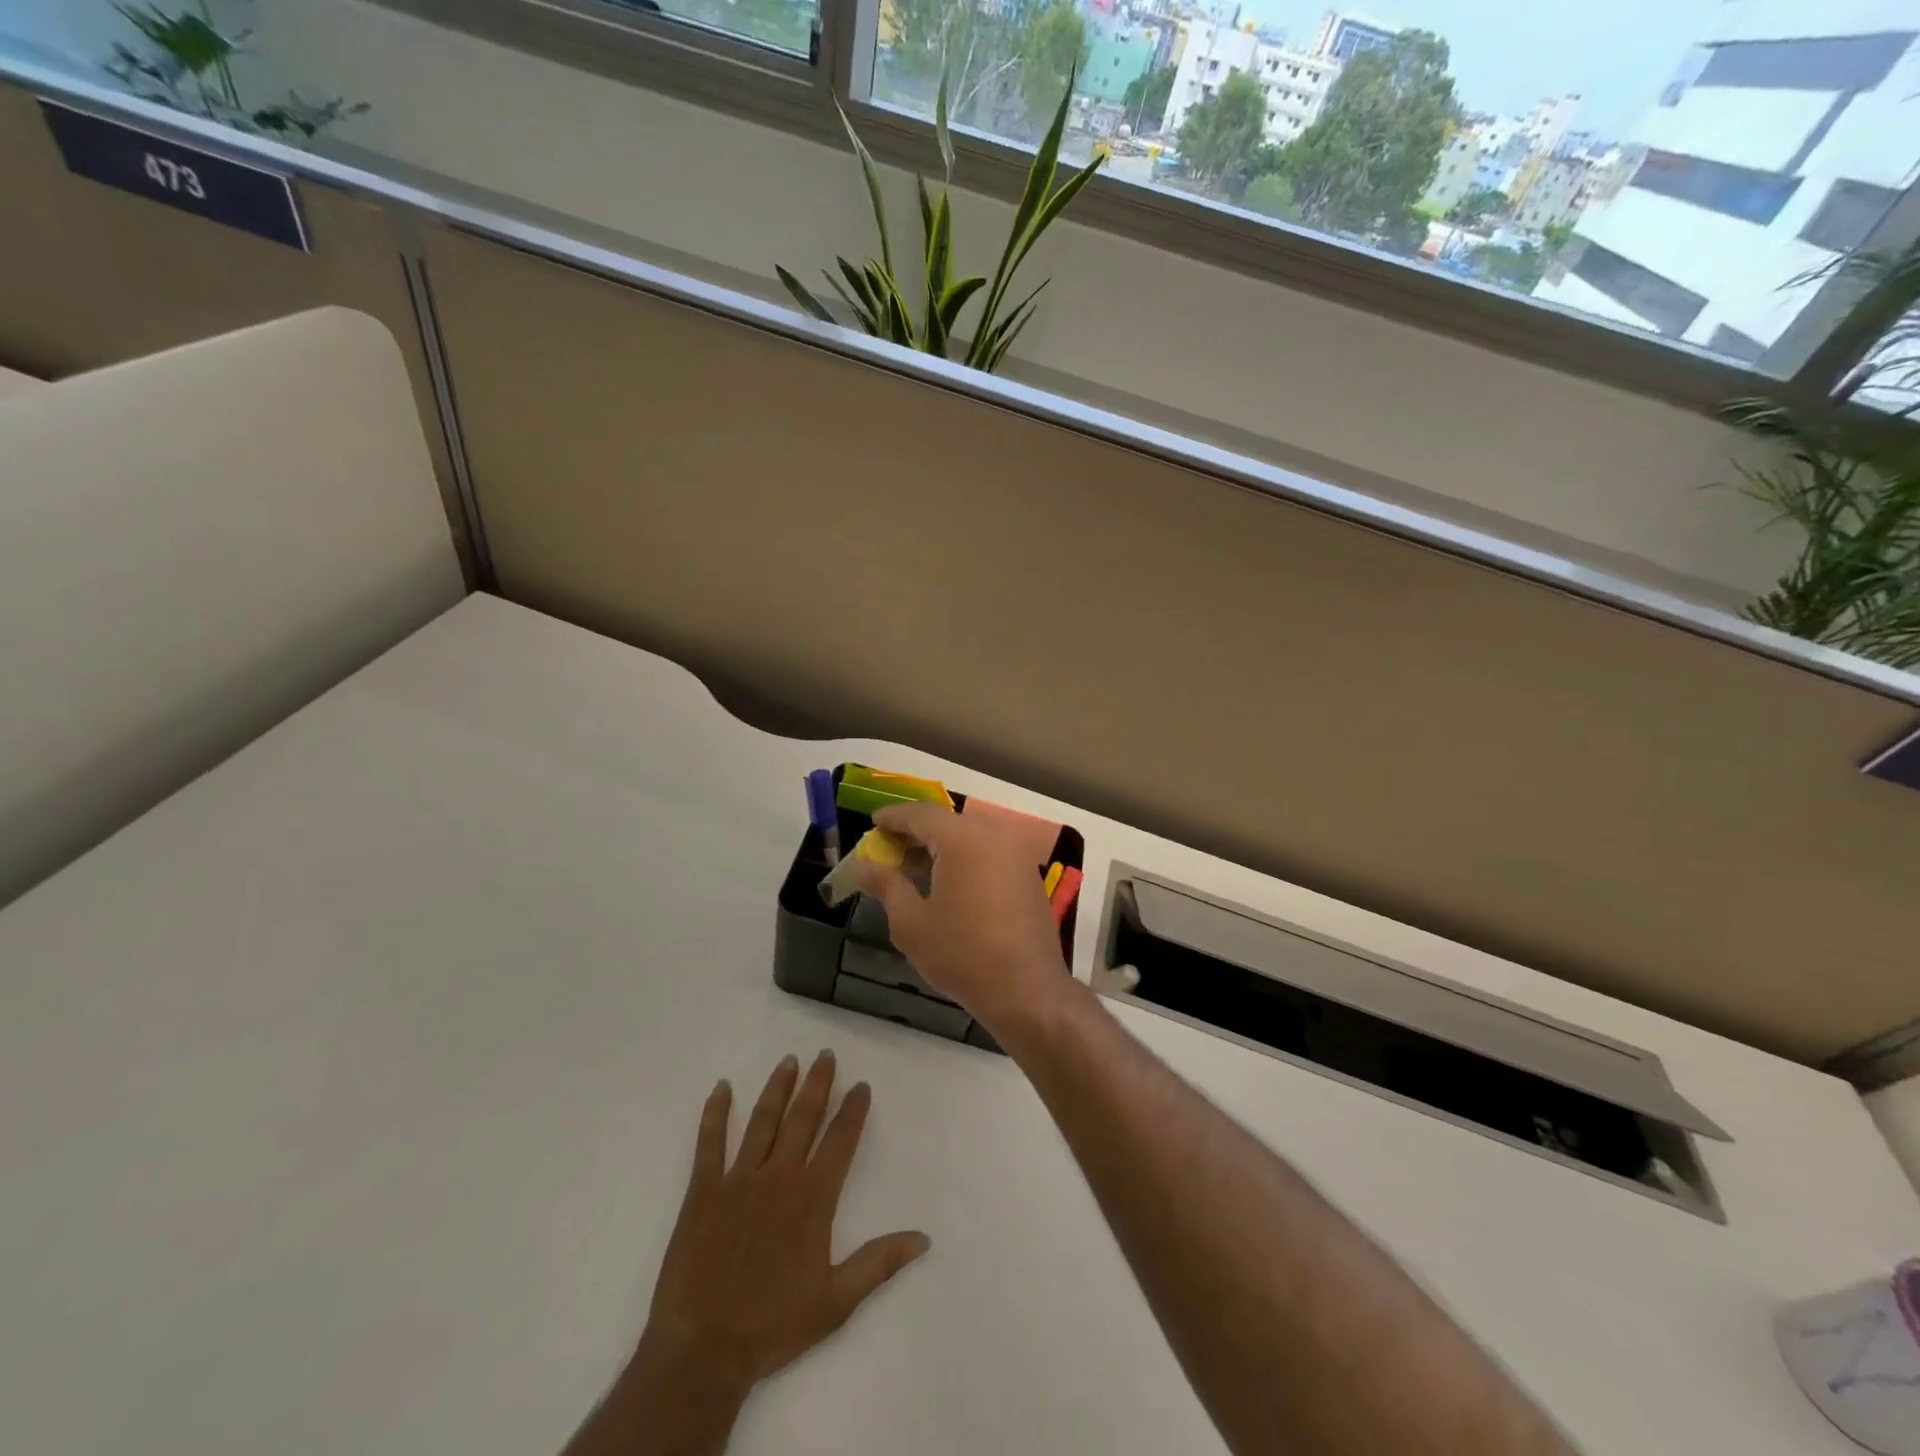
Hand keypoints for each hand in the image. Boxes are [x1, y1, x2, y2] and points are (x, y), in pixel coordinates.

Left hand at [570, 1052, 928, 1455]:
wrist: (703, 1349)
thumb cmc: (772, 1326)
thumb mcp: (836, 1302)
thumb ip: (879, 1263)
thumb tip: (923, 1238)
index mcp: (812, 1199)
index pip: (840, 1142)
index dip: (853, 1111)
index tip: (861, 1085)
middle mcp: (779, 1178)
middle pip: (803, 1119)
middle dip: (818, 1085)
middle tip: (826, 1055)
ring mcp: (738, 1180)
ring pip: (763, 1121)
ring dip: (778, 1088)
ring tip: (789, 1061)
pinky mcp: (703, 1191)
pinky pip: (709, 1143)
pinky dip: (715, 1113)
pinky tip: (722, 1088)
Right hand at [851, 801, 1073, 1038]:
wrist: (1026, 989)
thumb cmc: (962, 953)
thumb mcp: (911, 923)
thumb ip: (886, 886)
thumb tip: (864, 867)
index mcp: (963, 839)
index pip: (921, 814)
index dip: (894, 817)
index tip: (873, 822)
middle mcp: (994, 836)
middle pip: (947, 822)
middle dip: (916, 832)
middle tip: (889, 848)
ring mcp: (1016, 855)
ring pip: (970, 837)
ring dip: (941, 846)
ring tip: (914, 868)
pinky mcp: (1028, 876)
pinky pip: (989, 853)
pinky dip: (964, 858)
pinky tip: (947, 882)